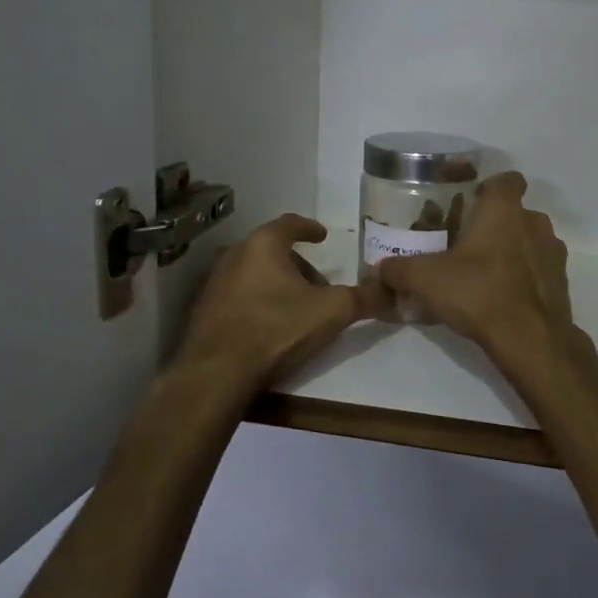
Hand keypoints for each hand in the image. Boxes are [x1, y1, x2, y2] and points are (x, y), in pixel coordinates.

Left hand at [173, 215, 388, 395]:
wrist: (216, 374)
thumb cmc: (276, 329)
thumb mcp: (331, 312)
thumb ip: (364, 298)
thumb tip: (393, 291)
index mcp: (263, 245)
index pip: (290, 223)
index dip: (309, 228)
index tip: (323, 236)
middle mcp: (234, 255)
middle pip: (273, 250)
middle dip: (299, 265)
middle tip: (319, 286)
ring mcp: (215, 283)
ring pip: (255, 273)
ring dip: (278, 284)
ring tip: (298, 309)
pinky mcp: (205, 311)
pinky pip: (239, 296)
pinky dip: (258, 301)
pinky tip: (270, 327)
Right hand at [376, 172, 576, 366]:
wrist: (530, 339)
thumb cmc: (478, 292)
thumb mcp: (426, 280)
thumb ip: (400, 270)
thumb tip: (380, 269)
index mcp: (504, 210)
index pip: (507, 179)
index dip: (490, 187)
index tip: (471, 202)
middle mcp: (534, 222)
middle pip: (515, 212)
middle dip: (494, 224)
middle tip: (467, 244)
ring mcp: (553, 252)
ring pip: (529, 240)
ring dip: (511, 250)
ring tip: (484, 273)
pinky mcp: (562, 281)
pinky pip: (539, 269)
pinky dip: (524, 276)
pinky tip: (503, 297)